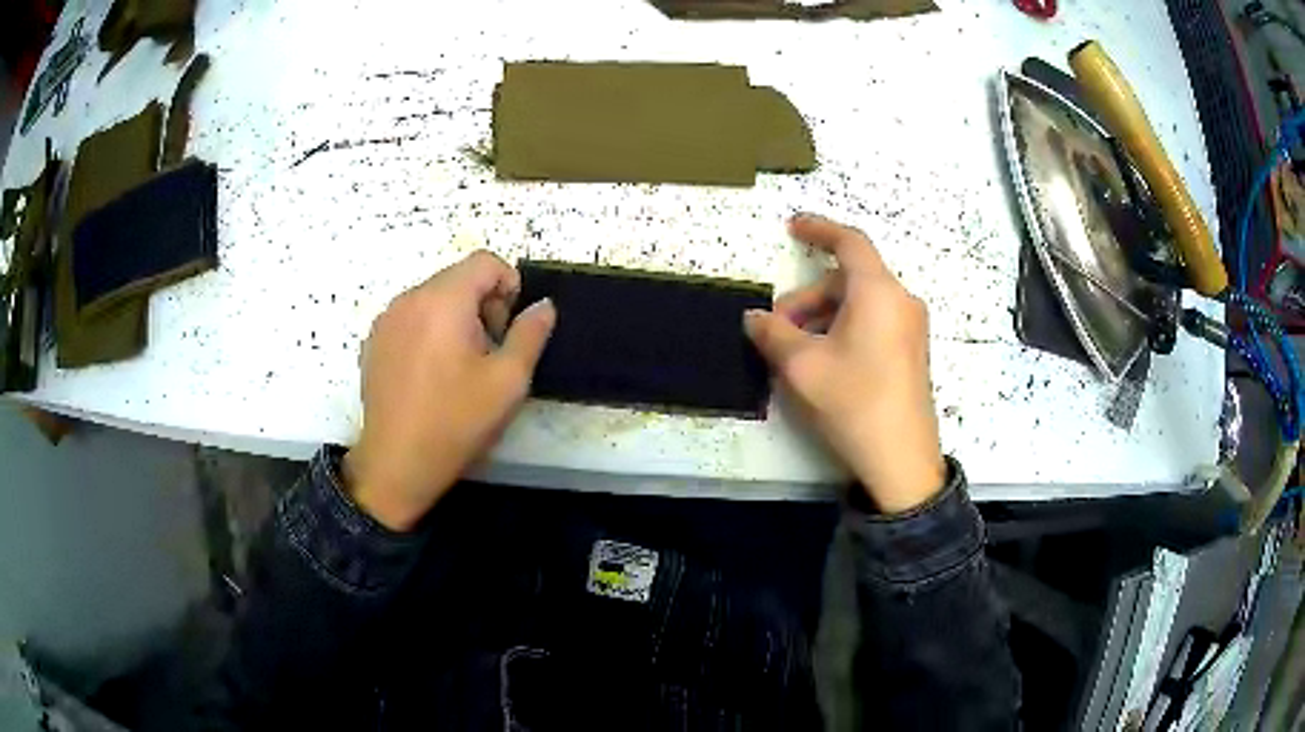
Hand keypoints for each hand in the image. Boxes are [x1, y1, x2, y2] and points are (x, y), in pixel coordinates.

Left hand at [345, 251, 556, 530]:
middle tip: (489, 352)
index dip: (508, 285)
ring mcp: (385, 320)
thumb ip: (531, 334)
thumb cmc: (456, 422)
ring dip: (455, 318)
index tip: (509, 328)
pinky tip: (430, 376)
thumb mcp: (508, 381)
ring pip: (432, 298)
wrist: (396, 465)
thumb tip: (543, 305)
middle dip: (482, 304)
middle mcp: (409, 299)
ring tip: (459, 367)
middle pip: (457, 278)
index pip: (484, 262)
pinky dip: (428, 332)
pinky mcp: (372, 342)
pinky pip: (410, 319)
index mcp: (442, 301)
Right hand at [745, 215, 944, 513]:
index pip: (849, 242)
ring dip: (823, 316)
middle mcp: (901, 301)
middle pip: (848, 279)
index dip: (818, 229)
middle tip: (777, 328)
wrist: (901, 460)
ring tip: (796, 351)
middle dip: (808, 297)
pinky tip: (824, 361)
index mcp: (878, 292)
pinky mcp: (911, 352)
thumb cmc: (853, 402)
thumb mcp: (802, 366)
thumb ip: (772, 332)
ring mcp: (910, 327)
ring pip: (859, 303)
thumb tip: (754, 317)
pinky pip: (873, 322)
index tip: (792, 227)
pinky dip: (843, 328)